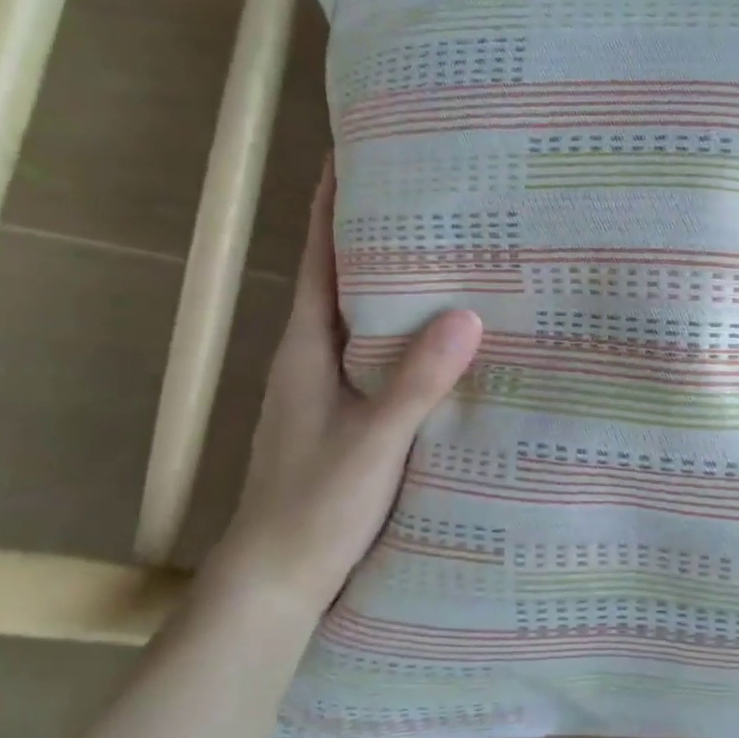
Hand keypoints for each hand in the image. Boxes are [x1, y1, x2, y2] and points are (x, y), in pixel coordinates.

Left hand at [194, 158, 482, 627]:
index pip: (318, 258)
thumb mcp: (372, 443)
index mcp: (305, 348)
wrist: (273, 584)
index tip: (357, 153)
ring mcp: (324, 389)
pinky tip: (443, 341)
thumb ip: (415, 382)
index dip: (332, 203)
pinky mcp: (343, 416)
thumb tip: (466, 314)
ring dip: (392, 285)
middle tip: (431, 198)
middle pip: (341, 278)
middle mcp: (310, 357)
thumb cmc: (312, 507)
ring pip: (360, 319)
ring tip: (448, 257)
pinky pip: (376, 356)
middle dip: (375, 234)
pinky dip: (404, 334)